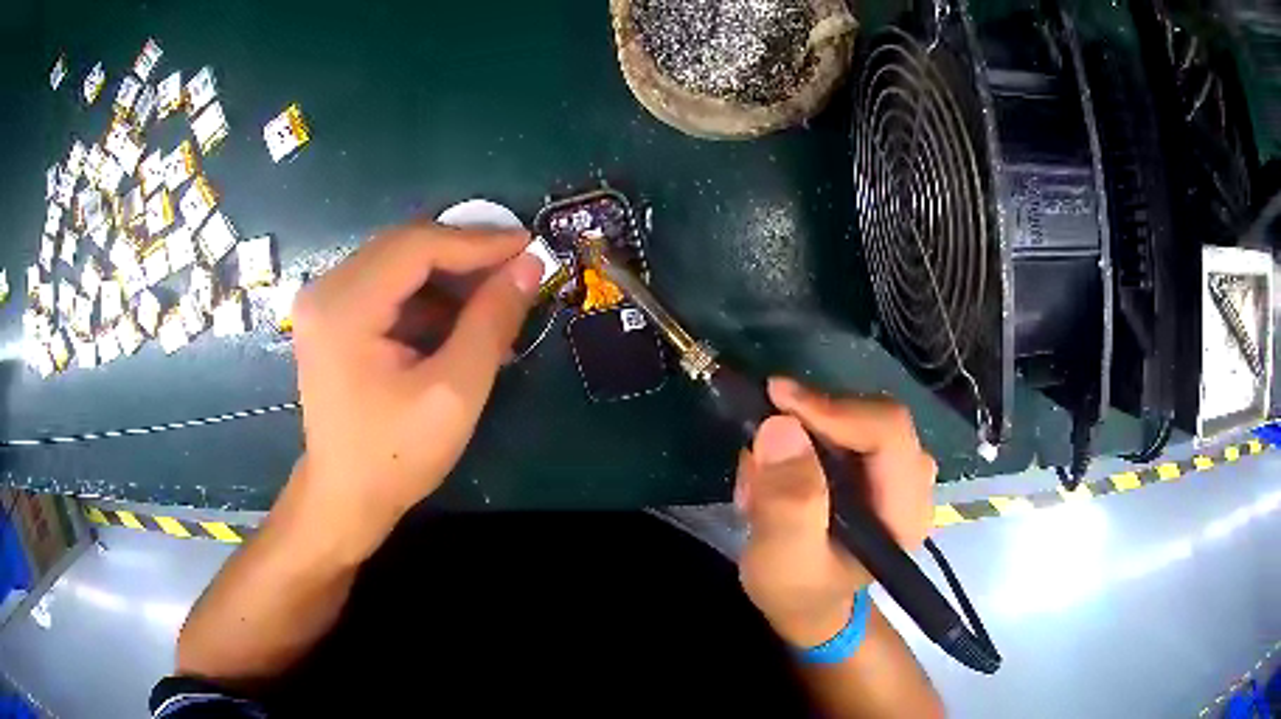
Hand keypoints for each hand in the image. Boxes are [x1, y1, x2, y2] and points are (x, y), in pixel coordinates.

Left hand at [287, 222, 543, 560]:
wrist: (344, 499)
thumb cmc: (395, 456)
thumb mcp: (454, 392)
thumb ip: (491, 322)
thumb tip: (528, 265)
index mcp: (345, 307)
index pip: (417, 246)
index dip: (477, 241)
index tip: (528, 244)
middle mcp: (325, 290)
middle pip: (404, 245)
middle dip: (464, 253)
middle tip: (516, 265)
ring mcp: (324, 302)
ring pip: (396, 261)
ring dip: (447, 274)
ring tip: (494, 296)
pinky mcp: (331, 316)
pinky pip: (385, 285)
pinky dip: (426, 294)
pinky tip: (459, 319)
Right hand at [735, 378, 935, 646]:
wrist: (809, 605)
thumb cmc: (799, 591)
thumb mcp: (783, 560)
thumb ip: (787, 503)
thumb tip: (781, 426)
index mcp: (905, 510)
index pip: (888, 431)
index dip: (836, 409)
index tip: (777, 399)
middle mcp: (913, 483)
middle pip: (873, 418)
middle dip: (811, 424)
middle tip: (760, 448)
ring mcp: (898, 471)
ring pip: (854, 420)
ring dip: (802, 435)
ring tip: (761, 479)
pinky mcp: (877, 466)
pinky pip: (843, 430)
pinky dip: (803, 441)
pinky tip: (776, 478)